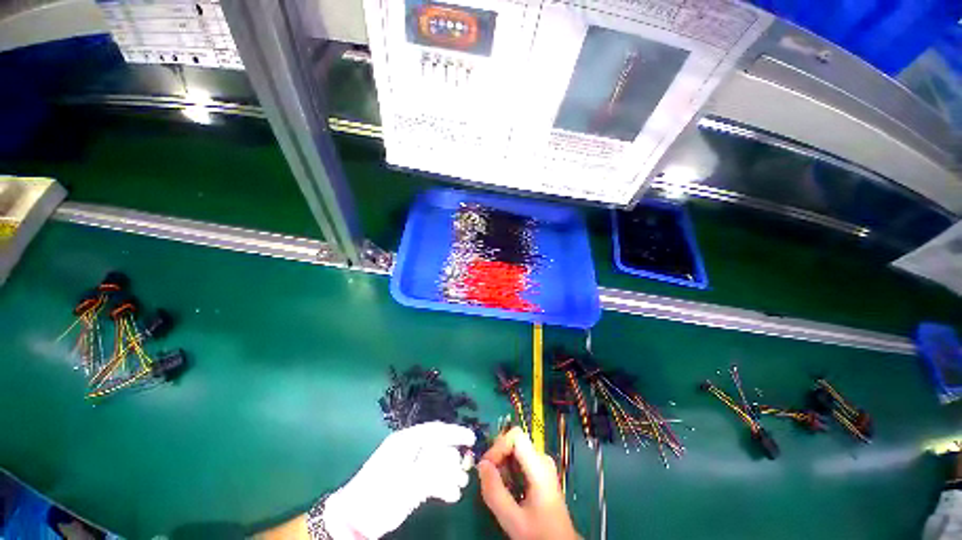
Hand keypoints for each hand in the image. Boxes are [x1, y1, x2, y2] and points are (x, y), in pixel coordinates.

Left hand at [324, 422, 475, 539]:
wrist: (355, 519)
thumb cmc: (380, 494)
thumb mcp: (407, 481)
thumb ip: (431, 468)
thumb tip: (453, 459)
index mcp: (407, 440)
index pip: (436, 430)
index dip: (456, 432)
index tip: (472, 438)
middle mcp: (410, 448)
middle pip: (439, 446)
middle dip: (455, 457)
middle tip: (467, 468)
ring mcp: (411, 465)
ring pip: (438, 463)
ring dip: (451, 473)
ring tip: (461, 485)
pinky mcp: (411, 481)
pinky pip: (432, 477)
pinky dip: (443, 485)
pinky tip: (452, 495)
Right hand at [477, 427, 578, 539]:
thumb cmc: (539, 534)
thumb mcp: (513, 519)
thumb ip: (495, 492)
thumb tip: (482, 465)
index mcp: (539, 465)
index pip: (515, 436)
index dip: (498, 446)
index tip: (487, 467)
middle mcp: (542, 459)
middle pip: (514, 441)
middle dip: (498, 456)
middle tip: (488, 479)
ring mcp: (542, 465)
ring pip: (515, 451)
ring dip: (501, 465)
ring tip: (497, 487)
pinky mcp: (539, 472)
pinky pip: (519, 460)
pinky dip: (508, 470)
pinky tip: (506, 489)